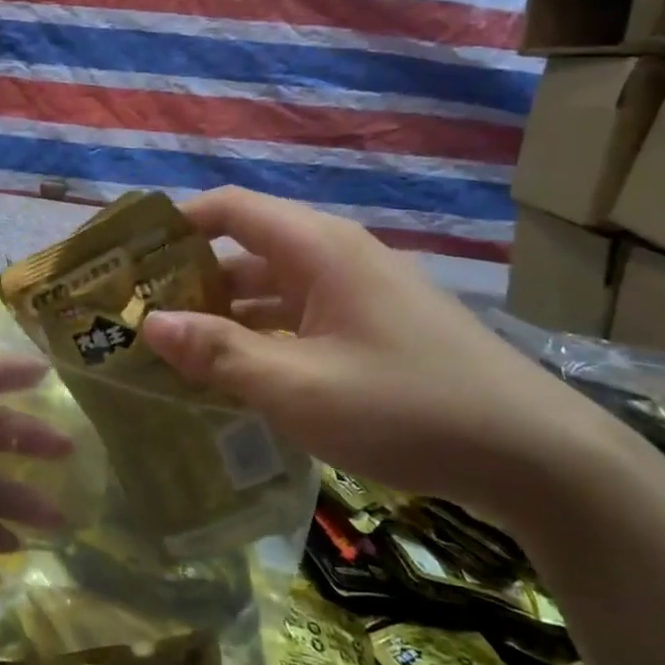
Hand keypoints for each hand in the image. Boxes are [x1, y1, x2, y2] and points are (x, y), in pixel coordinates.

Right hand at [139, 187, 631, 528]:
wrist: (535, 456)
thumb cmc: (407, 407)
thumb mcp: (298, 386)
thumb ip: (219, 353)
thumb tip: (149, 323)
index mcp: (318, 249)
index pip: (230, 208)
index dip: (175, 223)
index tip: (128, 255)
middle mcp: (337, 258)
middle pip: (247, 250)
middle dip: (191, 279)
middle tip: (139, 316)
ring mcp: (360, 295)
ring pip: (273, 290)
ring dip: (226, 315)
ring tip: (175, 351)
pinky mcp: (375, 330)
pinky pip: (300, 320)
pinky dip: (262, 339)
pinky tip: (239, 378)